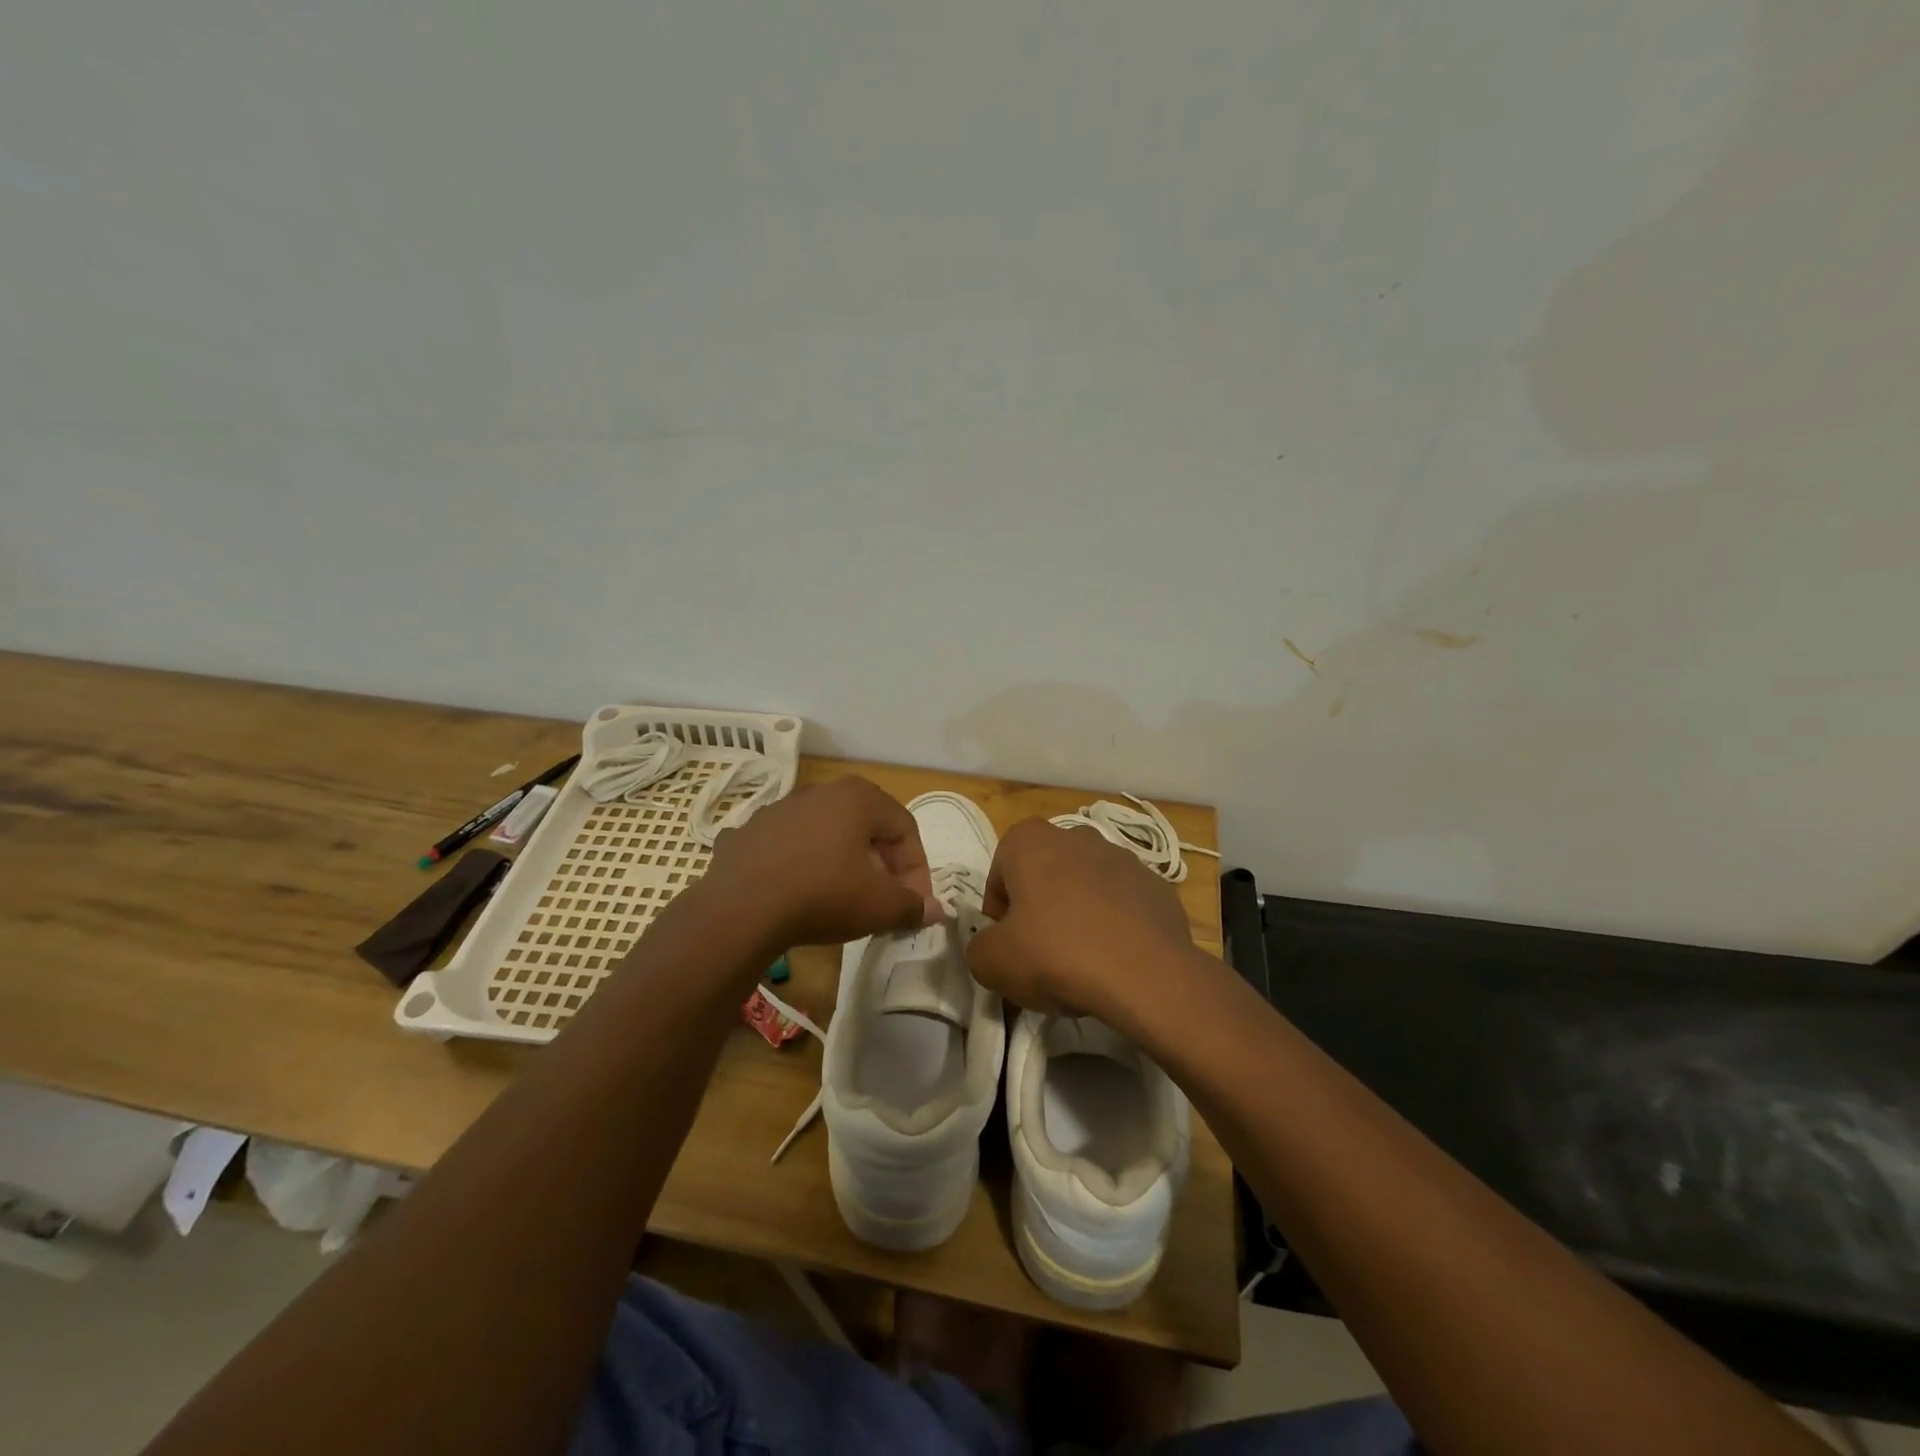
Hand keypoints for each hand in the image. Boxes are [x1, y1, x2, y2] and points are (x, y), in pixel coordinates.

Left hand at [703, 776, 939, 948]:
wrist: (739, 909)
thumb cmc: (823, 895)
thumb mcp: (879, 906)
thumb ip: (913, 905)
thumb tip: (936, 911)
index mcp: (858, 797)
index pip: (905, 828)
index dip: (917, 869)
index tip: (914, 904)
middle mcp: (820, 791)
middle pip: (866, 827)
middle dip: (882, 865)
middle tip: (883, 900)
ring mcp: (779, 809)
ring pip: (826, 834)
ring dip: (842, 863)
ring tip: (842, 900)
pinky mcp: (748, 833)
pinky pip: (788, 848)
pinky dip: (801, 866)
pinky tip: (798, 896)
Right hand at [966, 818, 1194, 1023]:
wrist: (1146, 975)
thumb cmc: (1057, 954)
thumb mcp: (992, 962)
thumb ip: (979, 947)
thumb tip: (992, 946)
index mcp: (1031, 841)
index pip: (1000, 870)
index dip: (998, 909)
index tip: (1007, 942)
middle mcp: (1077, 837)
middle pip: (1045, 873)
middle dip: (1039, 906)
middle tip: (1040, 951)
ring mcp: (1123, 858)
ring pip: (1086, 886)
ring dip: (1078, 913)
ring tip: (1082, 960)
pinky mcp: (1156, 885)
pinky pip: (1123, 903)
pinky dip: (1115, 924)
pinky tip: (1115, 959)